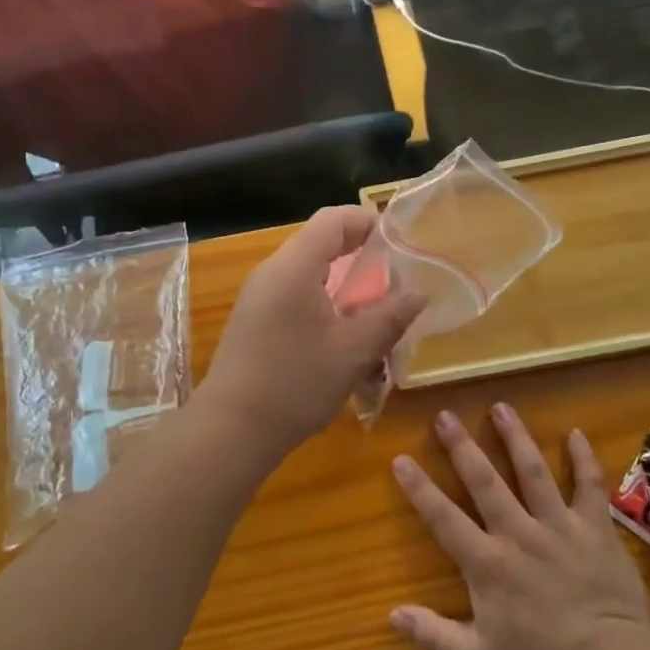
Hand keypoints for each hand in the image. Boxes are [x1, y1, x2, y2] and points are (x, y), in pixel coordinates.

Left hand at [198, 206, 423, 458]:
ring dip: (345, 291)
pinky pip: (296, 299)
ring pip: (311, 277)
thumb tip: (418, 293)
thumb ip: (389, 317)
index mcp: (294, 267)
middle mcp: (272, 273)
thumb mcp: (354, 352)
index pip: (334, 219)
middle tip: (394, 288)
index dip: (370, 222)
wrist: (231, 429)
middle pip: (322, 246)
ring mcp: (259, 298)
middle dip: (362, 262)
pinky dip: (325, 310)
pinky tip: (344, 344)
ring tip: (375, 321)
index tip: (401, 246)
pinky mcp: (255, 322)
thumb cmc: (296, 384)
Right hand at [389, 404, 649, 649]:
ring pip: (533, 471)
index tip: (400, 458)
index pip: (443, 517)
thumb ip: (434, 635)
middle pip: (485, 480)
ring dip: (515, 437)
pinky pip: (589, 485)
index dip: (419, 488)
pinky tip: (576, 433)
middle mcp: (518, 532)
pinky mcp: (595, 527)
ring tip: (501, 407)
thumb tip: (392, 614)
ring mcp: (559, 525)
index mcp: (487, 562)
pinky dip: (583, 459)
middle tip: (445, 415)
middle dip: (462, 446)